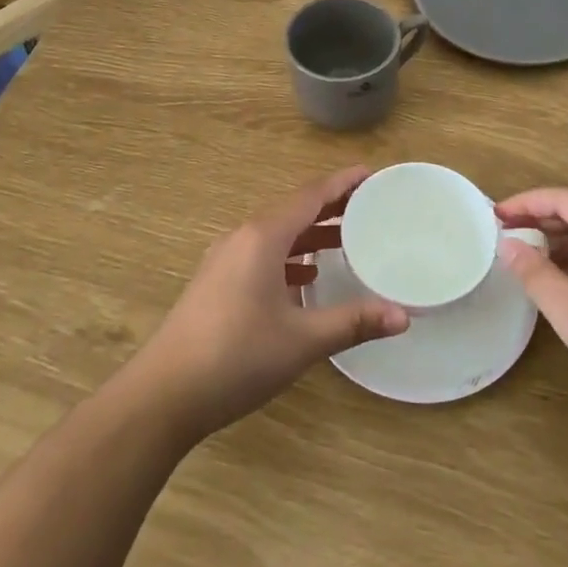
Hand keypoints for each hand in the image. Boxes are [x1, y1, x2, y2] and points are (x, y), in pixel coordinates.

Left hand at [128, 165, 408, 440]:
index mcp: (263, 237)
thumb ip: (353, 322)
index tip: (371, 173)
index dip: (342, 183)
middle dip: (330, 207)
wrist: (163, 394)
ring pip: (276, 234)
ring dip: (309, 234)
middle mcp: (242, 238)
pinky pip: (260, 254)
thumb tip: (403, 316)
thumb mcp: (302, 341)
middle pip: (293, 210)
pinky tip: (304, 278)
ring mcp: (224, 260)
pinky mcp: (215, 283)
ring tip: (345, 240)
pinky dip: (288, 257)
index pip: (310, 196)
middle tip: (368, 206)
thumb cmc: (236, 356)